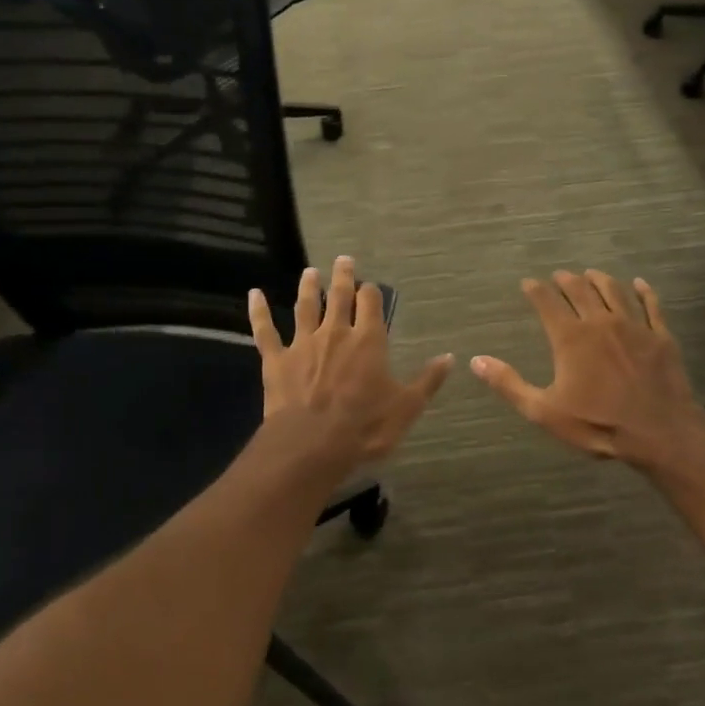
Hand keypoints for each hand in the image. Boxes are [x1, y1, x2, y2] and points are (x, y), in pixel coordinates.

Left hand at [248, 256, 451, 462]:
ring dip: (308, 287)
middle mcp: (336, 333)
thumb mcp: (406, 407)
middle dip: (343, 277)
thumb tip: (450, 357)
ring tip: (310, 271)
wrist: (312, 445)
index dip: (372, 293)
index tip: (371, 286)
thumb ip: (427, 380)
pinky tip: (254, 294)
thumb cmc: (365, 427)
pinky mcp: (276, 360)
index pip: (371, 304)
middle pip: (339, 296)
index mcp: (369, 341)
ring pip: (305, 307)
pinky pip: (265, 331)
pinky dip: (258, 311)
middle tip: (343, 260)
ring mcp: (303, 344)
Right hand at [472, 271, 704, 471]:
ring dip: (600, 279)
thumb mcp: (544, 411)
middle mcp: (600, 322)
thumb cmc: (597, 424)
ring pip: (614, 291)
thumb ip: (509, 384)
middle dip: (567, 280)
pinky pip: (652, 305)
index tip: (528, 283)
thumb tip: (476, 361)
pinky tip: (640, 284)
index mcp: (570, 338)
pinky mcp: (661, 336)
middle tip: (560, 275)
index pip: (547, 302)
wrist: (659, 433)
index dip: (536, 290)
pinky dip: (644, 292)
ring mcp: (634, 326)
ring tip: (592, 273)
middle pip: (581, 290)